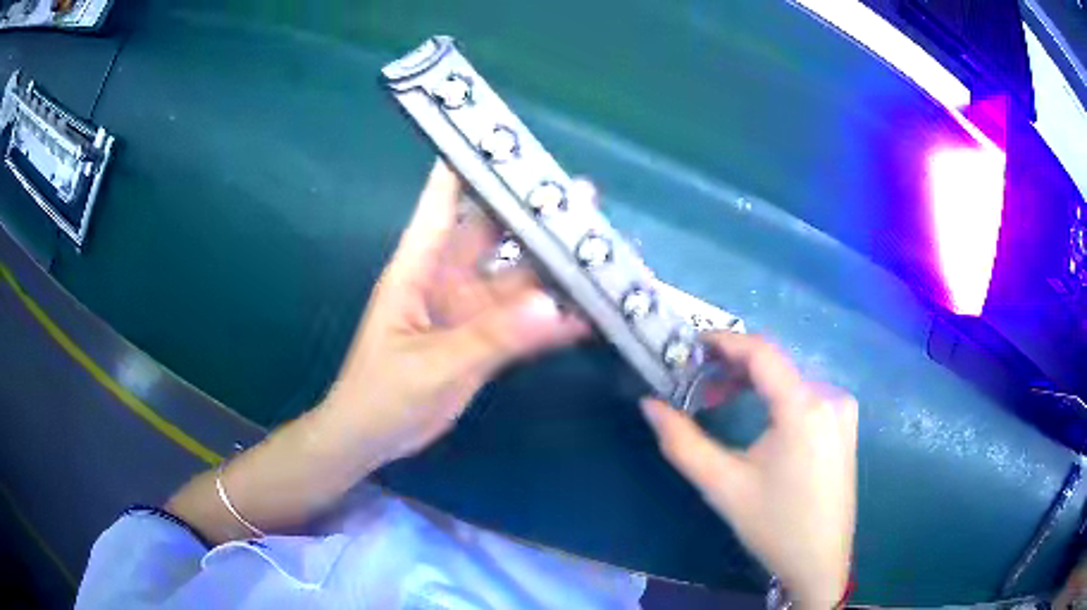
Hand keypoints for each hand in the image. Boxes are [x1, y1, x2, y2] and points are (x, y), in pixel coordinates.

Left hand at [324, 159, 588, 462]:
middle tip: (582, 197)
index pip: (442, 201)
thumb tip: (552, 306)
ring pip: (516, 278)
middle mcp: (446, 278)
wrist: (373, 438)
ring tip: (599, 248)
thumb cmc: (382, 394)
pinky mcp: (483, 340)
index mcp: (418, 266)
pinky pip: (523, 322)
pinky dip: (552, 319)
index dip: (467, 165)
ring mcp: (468, 310)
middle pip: (492, 232)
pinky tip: (589, 314)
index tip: (504, 140)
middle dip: (532, 212)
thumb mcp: (432, 364)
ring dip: (553, 266)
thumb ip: (491, 337)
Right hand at [640, 333, 856, 608]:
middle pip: (776, 364)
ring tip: (722, 403)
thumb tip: (648, 404)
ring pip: (789, 378)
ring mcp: (843, 408)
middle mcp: (831, 396)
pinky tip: (759, 417)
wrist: (820, 562)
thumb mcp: (723, 486)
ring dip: (754, 383)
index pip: (762, 352)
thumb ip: (681, 442)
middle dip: (734, 368)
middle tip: (700, 388)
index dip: (724, 341)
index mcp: (805, 408)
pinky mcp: (845, 423)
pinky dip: (776, 396)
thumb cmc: (773, 526)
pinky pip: (805, 393)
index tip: (691, 344)